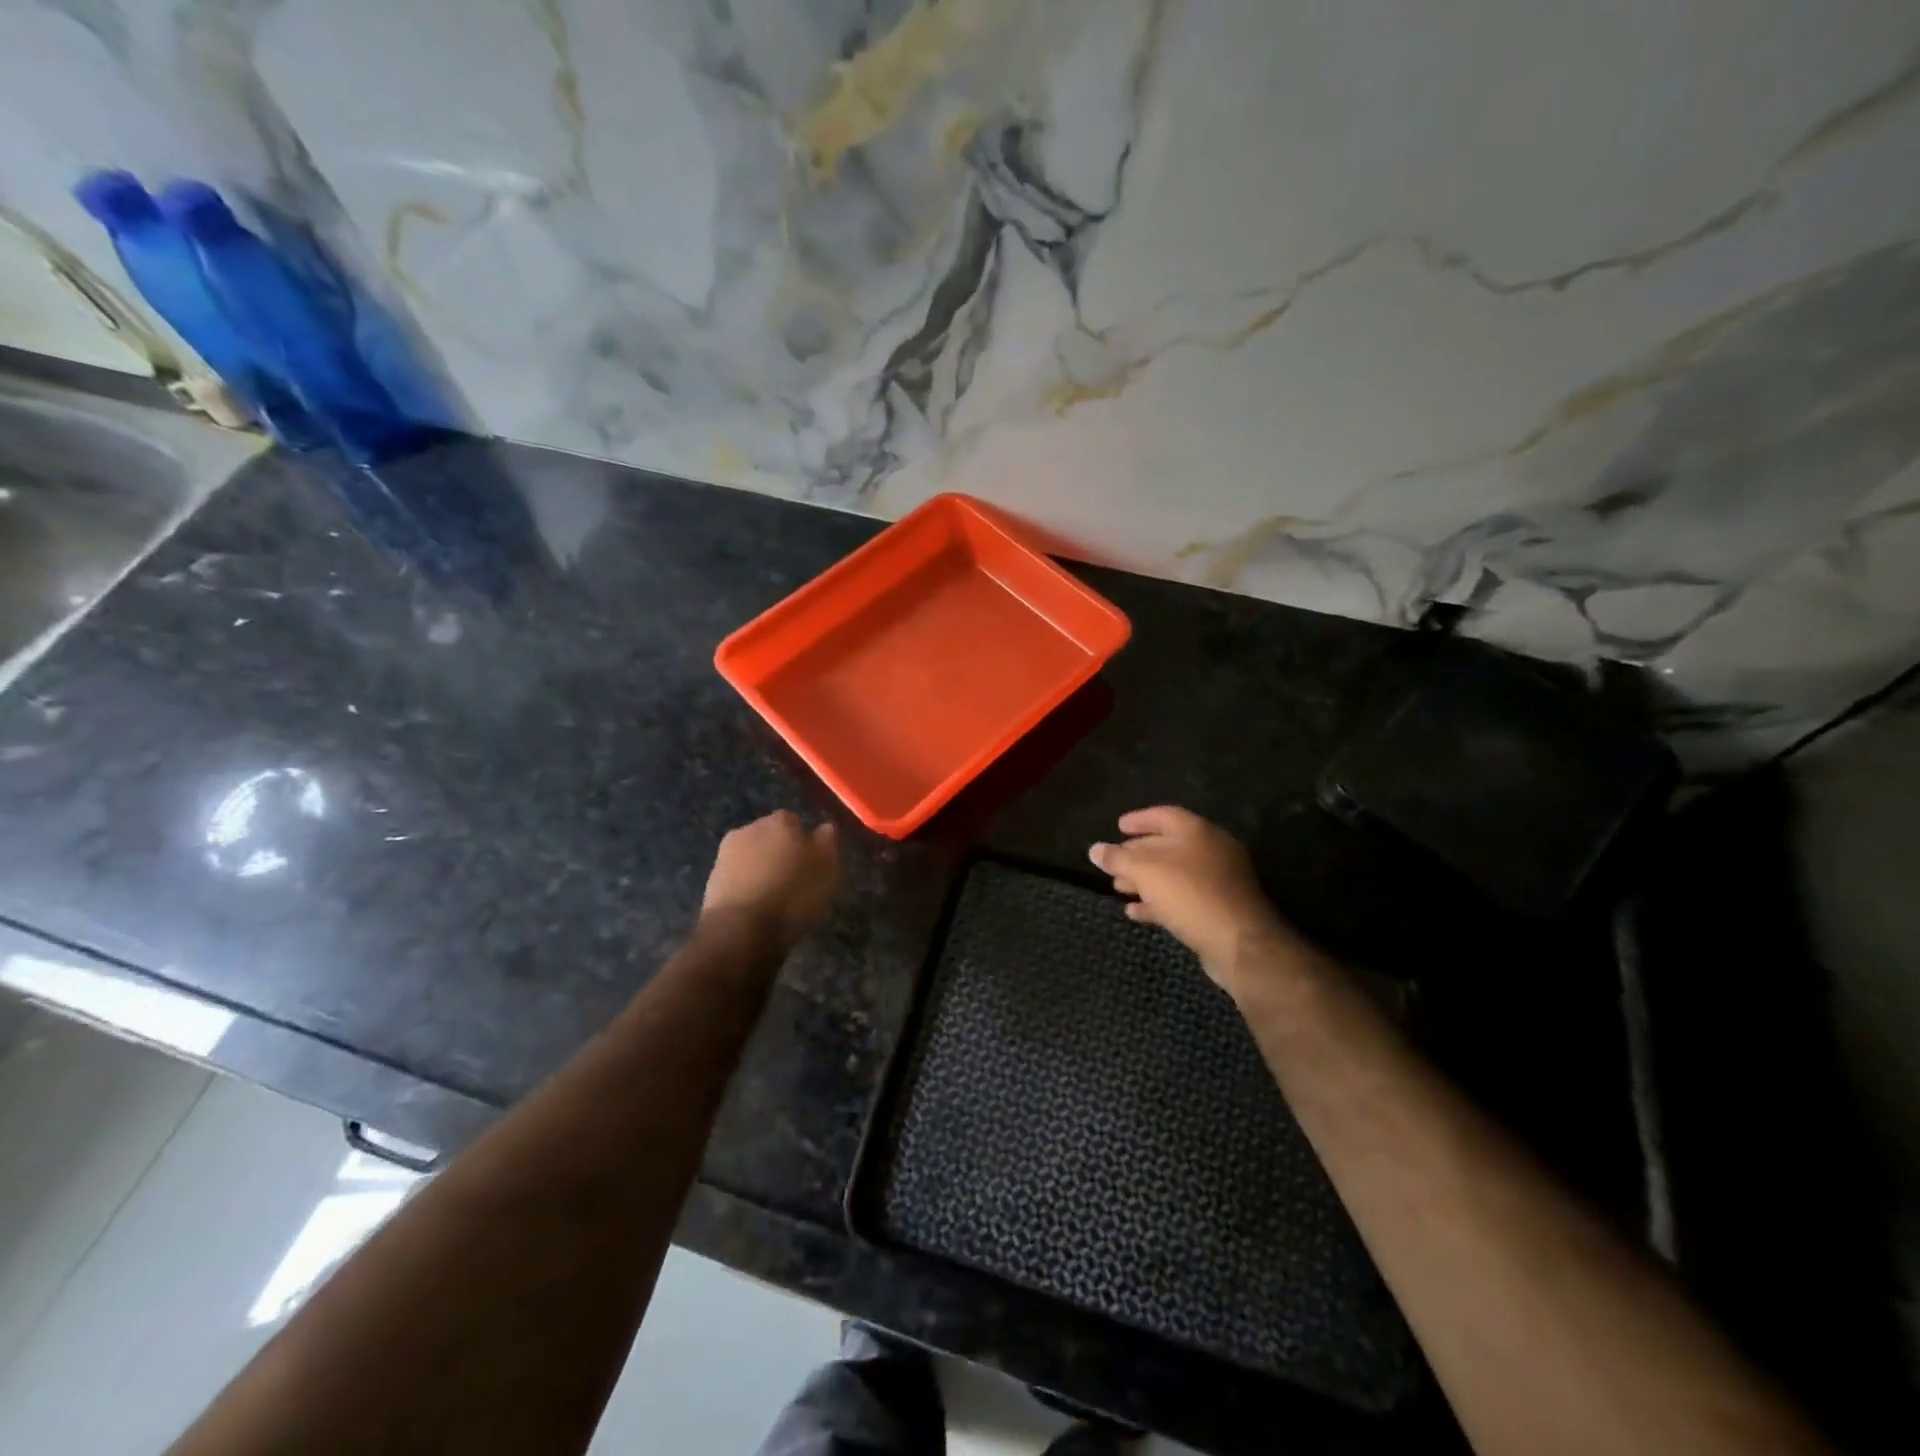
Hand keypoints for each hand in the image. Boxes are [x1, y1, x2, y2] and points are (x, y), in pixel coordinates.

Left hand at [702, 810, 841, 952]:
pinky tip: (756, 908)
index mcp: (780, 821)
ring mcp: (726, 854)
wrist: (741, 930)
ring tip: (774, 899)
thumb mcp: (827, 869)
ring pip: (751, 857)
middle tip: (794, 880)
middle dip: (779, 853)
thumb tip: (824, 828)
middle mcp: (750, 829)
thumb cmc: (793, 895)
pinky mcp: (711, 880)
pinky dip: (746, 888)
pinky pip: (736, 879)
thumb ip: (827, 843)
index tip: (811, 865)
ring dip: (760, 870)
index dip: (803, 843)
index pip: (795, 823)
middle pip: (770, 837)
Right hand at [1089, 806, 1297, 990]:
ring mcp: (1218, 880)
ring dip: (1146, 880)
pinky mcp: (1219, 908)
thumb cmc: (1190, 894)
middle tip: (1114, 862)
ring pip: (1175, 874)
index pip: (1164, 815)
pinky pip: (1183, 898)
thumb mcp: (1145, 872)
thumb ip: (1118, 859)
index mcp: (1197, 831)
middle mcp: (1211, 850)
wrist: (1239, 942)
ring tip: (1119, 888)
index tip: (1118, 826)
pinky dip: (1159, 901)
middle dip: (1138, 854)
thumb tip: (1095, 849)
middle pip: (1168, 845)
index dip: (1139, 819)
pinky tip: (1136, 912)